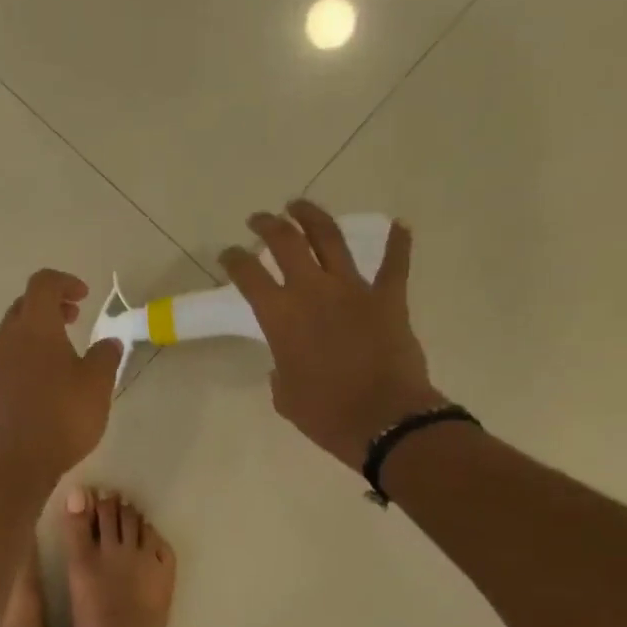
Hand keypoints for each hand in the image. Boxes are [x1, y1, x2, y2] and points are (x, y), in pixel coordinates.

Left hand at [0, 269, 122, 490]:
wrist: (14, 463)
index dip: (65, 282)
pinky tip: (40, 384)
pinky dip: (22, 358)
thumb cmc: (62, 418)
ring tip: (59, 354)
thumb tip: (108, 342)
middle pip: (24, 306)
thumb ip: (105, 356)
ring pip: (11, 334)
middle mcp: (5, 338)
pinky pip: (3, 361)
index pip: (43, 284)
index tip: (84, 297)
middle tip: (73, 319)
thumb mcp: (97, 385)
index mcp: (34, 327)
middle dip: (49, 306)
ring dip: (34, 333)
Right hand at [219, 201, 440, 471]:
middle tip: (260, 220)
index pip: (248, 275)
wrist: (382, 420)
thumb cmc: (323, 413)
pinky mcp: (389, 297)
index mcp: (280, 316)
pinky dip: (397, 243)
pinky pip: (395, 263)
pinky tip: (397, 226)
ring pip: (330, 238)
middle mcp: (313, 291)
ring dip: (312, 217)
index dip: (235, 259)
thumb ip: (281, 368)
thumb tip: (288, 360)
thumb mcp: (285, 394)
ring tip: (299, 206)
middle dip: (268, 225)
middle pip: (286, 242)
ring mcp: (354, 289)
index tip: (229, 254)